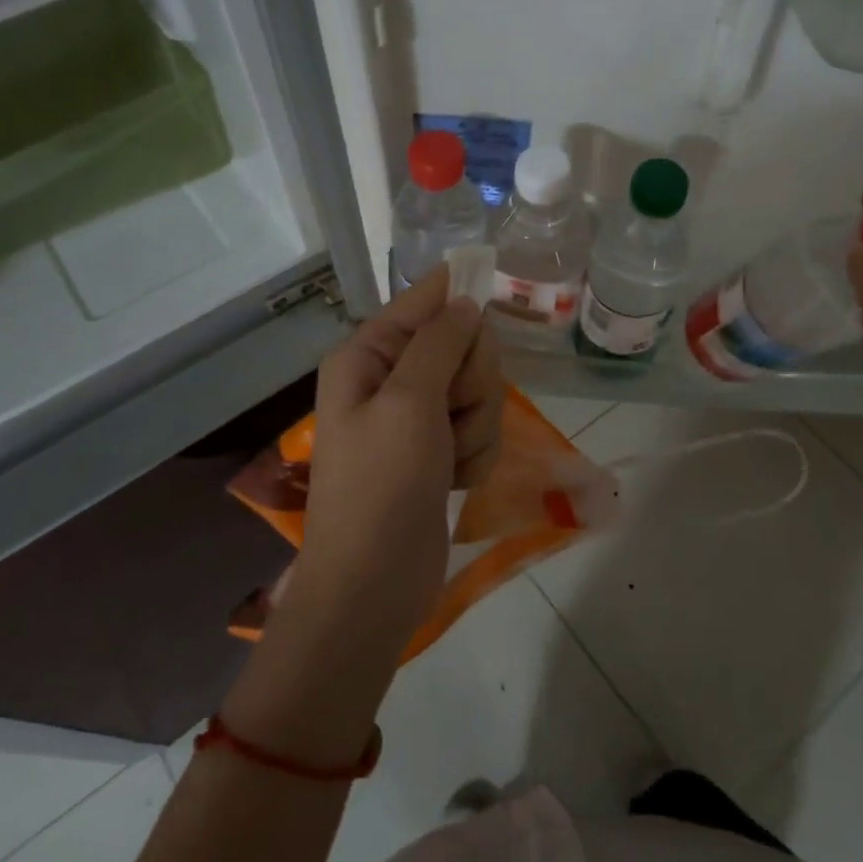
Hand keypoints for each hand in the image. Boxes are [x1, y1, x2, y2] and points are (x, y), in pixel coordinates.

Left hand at [291, 266, 501, 650]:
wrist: (373, 584)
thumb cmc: (382, 486)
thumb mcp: (409, 402)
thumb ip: (440, 343)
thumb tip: (464, 300)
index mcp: (369, 355)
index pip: (422, 300)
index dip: (457, 291)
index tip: (493, 277)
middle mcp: (392, 378)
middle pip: (463, 345)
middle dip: (472, 383)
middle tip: (450, 414)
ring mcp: (417, 418)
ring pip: (480, 390)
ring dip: (476, 426)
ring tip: (449, 459)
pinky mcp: (438, 451)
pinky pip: (480, 429)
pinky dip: (475, 454)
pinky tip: (455, 481)